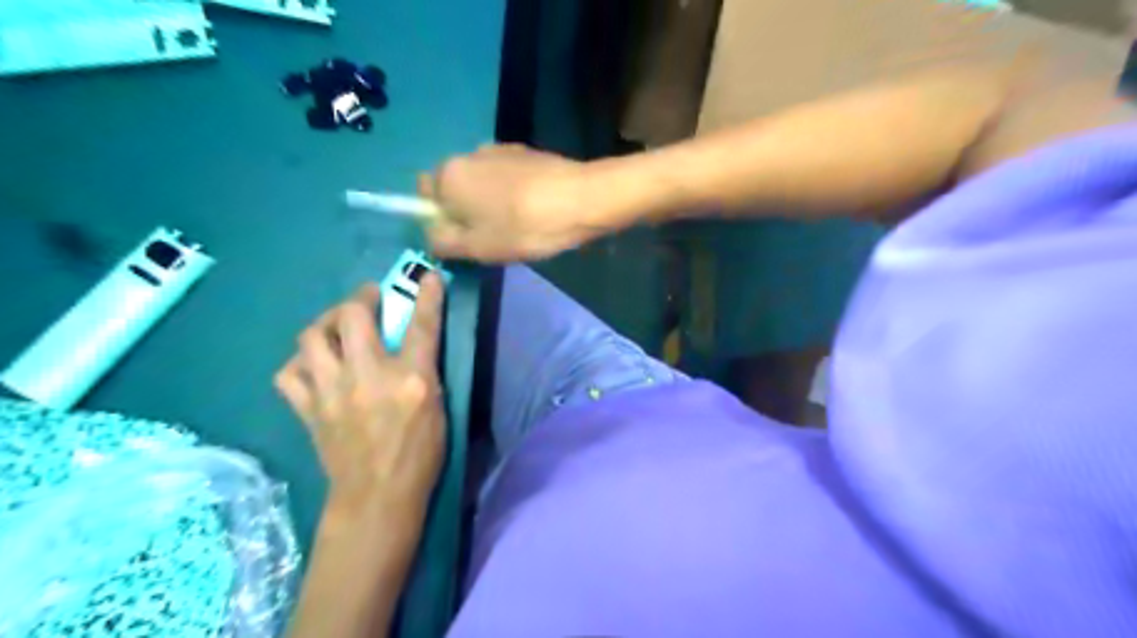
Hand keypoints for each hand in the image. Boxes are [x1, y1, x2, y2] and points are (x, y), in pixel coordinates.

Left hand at [276, 273, 447, 522]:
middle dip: (361, 297)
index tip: (428, 276)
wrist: (377, 496)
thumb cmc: (420, 454)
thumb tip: (415, 342)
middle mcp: (369, 377)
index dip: (427, 296)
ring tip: (336, 327)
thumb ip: (425, 370)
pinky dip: (300, 363)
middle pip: (352, 316)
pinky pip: (289, 373)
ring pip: (312, 337)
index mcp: (412, 380)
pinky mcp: (308, 409)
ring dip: (326, 323)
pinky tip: (313, 366)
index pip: (422, 326)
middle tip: (369, 299)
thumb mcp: (439, 408)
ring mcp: (332, 392)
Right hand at [421, 143, 603, 262]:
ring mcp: (499, 149)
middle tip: (491, 235)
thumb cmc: (523, 228)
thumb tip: (432, 234)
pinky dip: (511, 192)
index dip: (440, 219)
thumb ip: (443, 241)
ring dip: (489, 201)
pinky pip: (505, 176)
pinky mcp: (526, 152)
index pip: (424, 196)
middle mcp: (468, 154)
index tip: (464, 238)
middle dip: (465, 210)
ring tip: (517, 224)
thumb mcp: (477, 248)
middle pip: (454, 186)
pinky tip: (533, 208)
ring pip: (481, 181)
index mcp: (448, 175)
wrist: (580, 199)